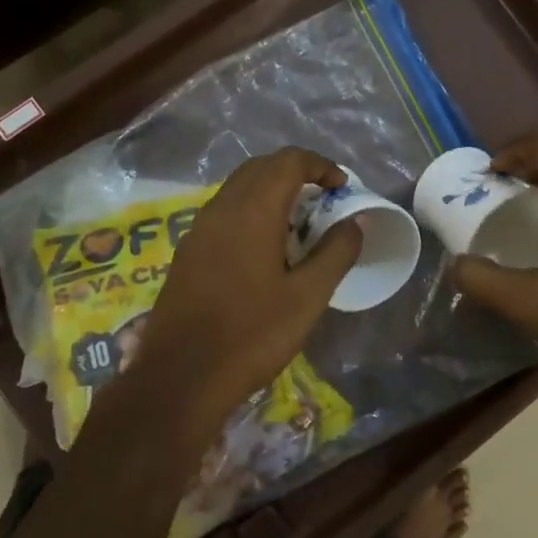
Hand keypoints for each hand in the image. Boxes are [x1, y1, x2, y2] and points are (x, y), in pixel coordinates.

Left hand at [126, 148, 361, 438]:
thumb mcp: (308, 297)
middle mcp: (221, 208)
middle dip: (296, 173)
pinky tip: (264, 248)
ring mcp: (198, 228)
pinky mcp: (187, 251)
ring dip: (271, 191)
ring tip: (298, 224)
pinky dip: (250, 211)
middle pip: (261, 167)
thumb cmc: (252, 335)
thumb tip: (356, 221)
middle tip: (323, 200)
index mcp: (253, 210)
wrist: (182, 376)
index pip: (289, 161)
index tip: (342, 188)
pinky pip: (224, 212)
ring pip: (239, 188)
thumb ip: (336, 252)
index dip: (320, 165)